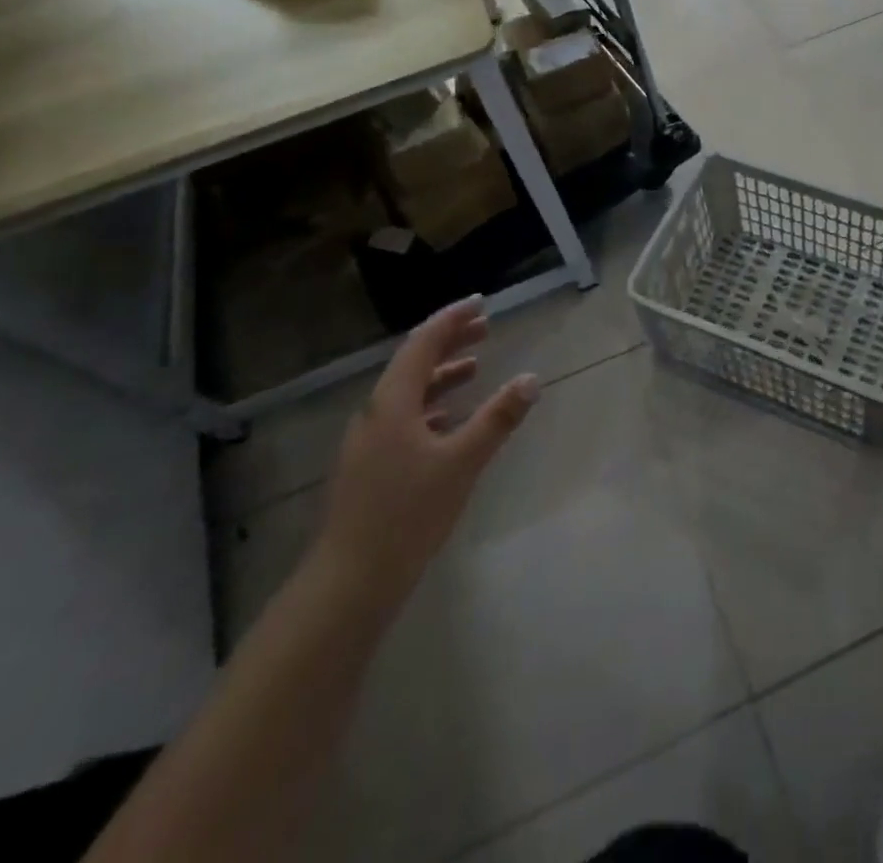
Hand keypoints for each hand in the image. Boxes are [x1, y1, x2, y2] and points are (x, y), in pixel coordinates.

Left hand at [315, 296, 536, 607]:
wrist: (350, 580)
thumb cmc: (408, 514)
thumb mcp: (462, 462)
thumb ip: (497, 418)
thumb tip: (532, 379)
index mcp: (392, 403)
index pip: (423, 344)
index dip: (452, 319)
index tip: (481, 303)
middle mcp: (376, 413)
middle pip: (413, 363)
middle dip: (449, 341)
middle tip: (485, 327)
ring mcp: (369, 441)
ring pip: (408, 392)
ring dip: (441, 374)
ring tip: (475, 367)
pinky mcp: (371, 465)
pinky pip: (404, 417)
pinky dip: (431, 405)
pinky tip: (450, 418)